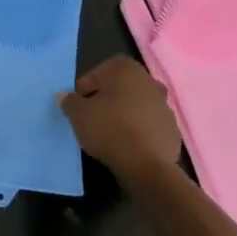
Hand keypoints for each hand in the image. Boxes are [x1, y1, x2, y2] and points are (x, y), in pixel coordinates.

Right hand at [59, 56, 182, 181]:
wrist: (146, 165)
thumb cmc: (109, 129)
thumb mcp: (78, 114)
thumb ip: (69, 101)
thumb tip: (64, 96)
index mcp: (126, 69)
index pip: (98, 72)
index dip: (85, 88)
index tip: (79, 106)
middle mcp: (149, 81)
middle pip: (120, 87)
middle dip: (107, 99)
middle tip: (93, 117)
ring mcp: (165, 105)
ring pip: (136, 105)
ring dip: (124, 114)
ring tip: (110, 133)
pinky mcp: (172, 129)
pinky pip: (149, 124)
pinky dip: (139, 130)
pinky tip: (128, 145)